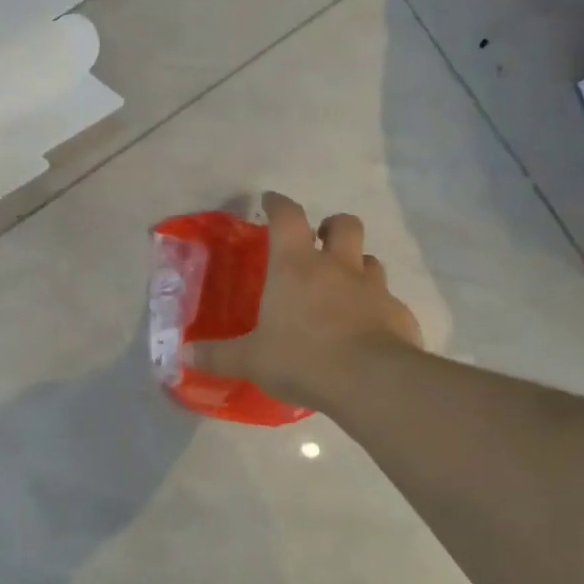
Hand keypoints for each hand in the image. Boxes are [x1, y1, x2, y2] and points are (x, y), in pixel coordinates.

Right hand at [189, 192, 423, 406]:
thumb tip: (184, 355)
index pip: (288, 217)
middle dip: (331, 226)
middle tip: (319, 242)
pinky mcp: (399, 314)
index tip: (271, 201)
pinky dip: (376, 308)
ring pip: (370, 260)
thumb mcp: (251, 360)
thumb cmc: (302, 358)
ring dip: (357, 266)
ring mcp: (374, 289)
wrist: (372, 382)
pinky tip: (365, 331)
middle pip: (344, 224)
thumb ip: (218, 355)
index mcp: (296, 266)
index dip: (279, 204)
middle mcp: (338, 267)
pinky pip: (387, 301)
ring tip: (342, 288)